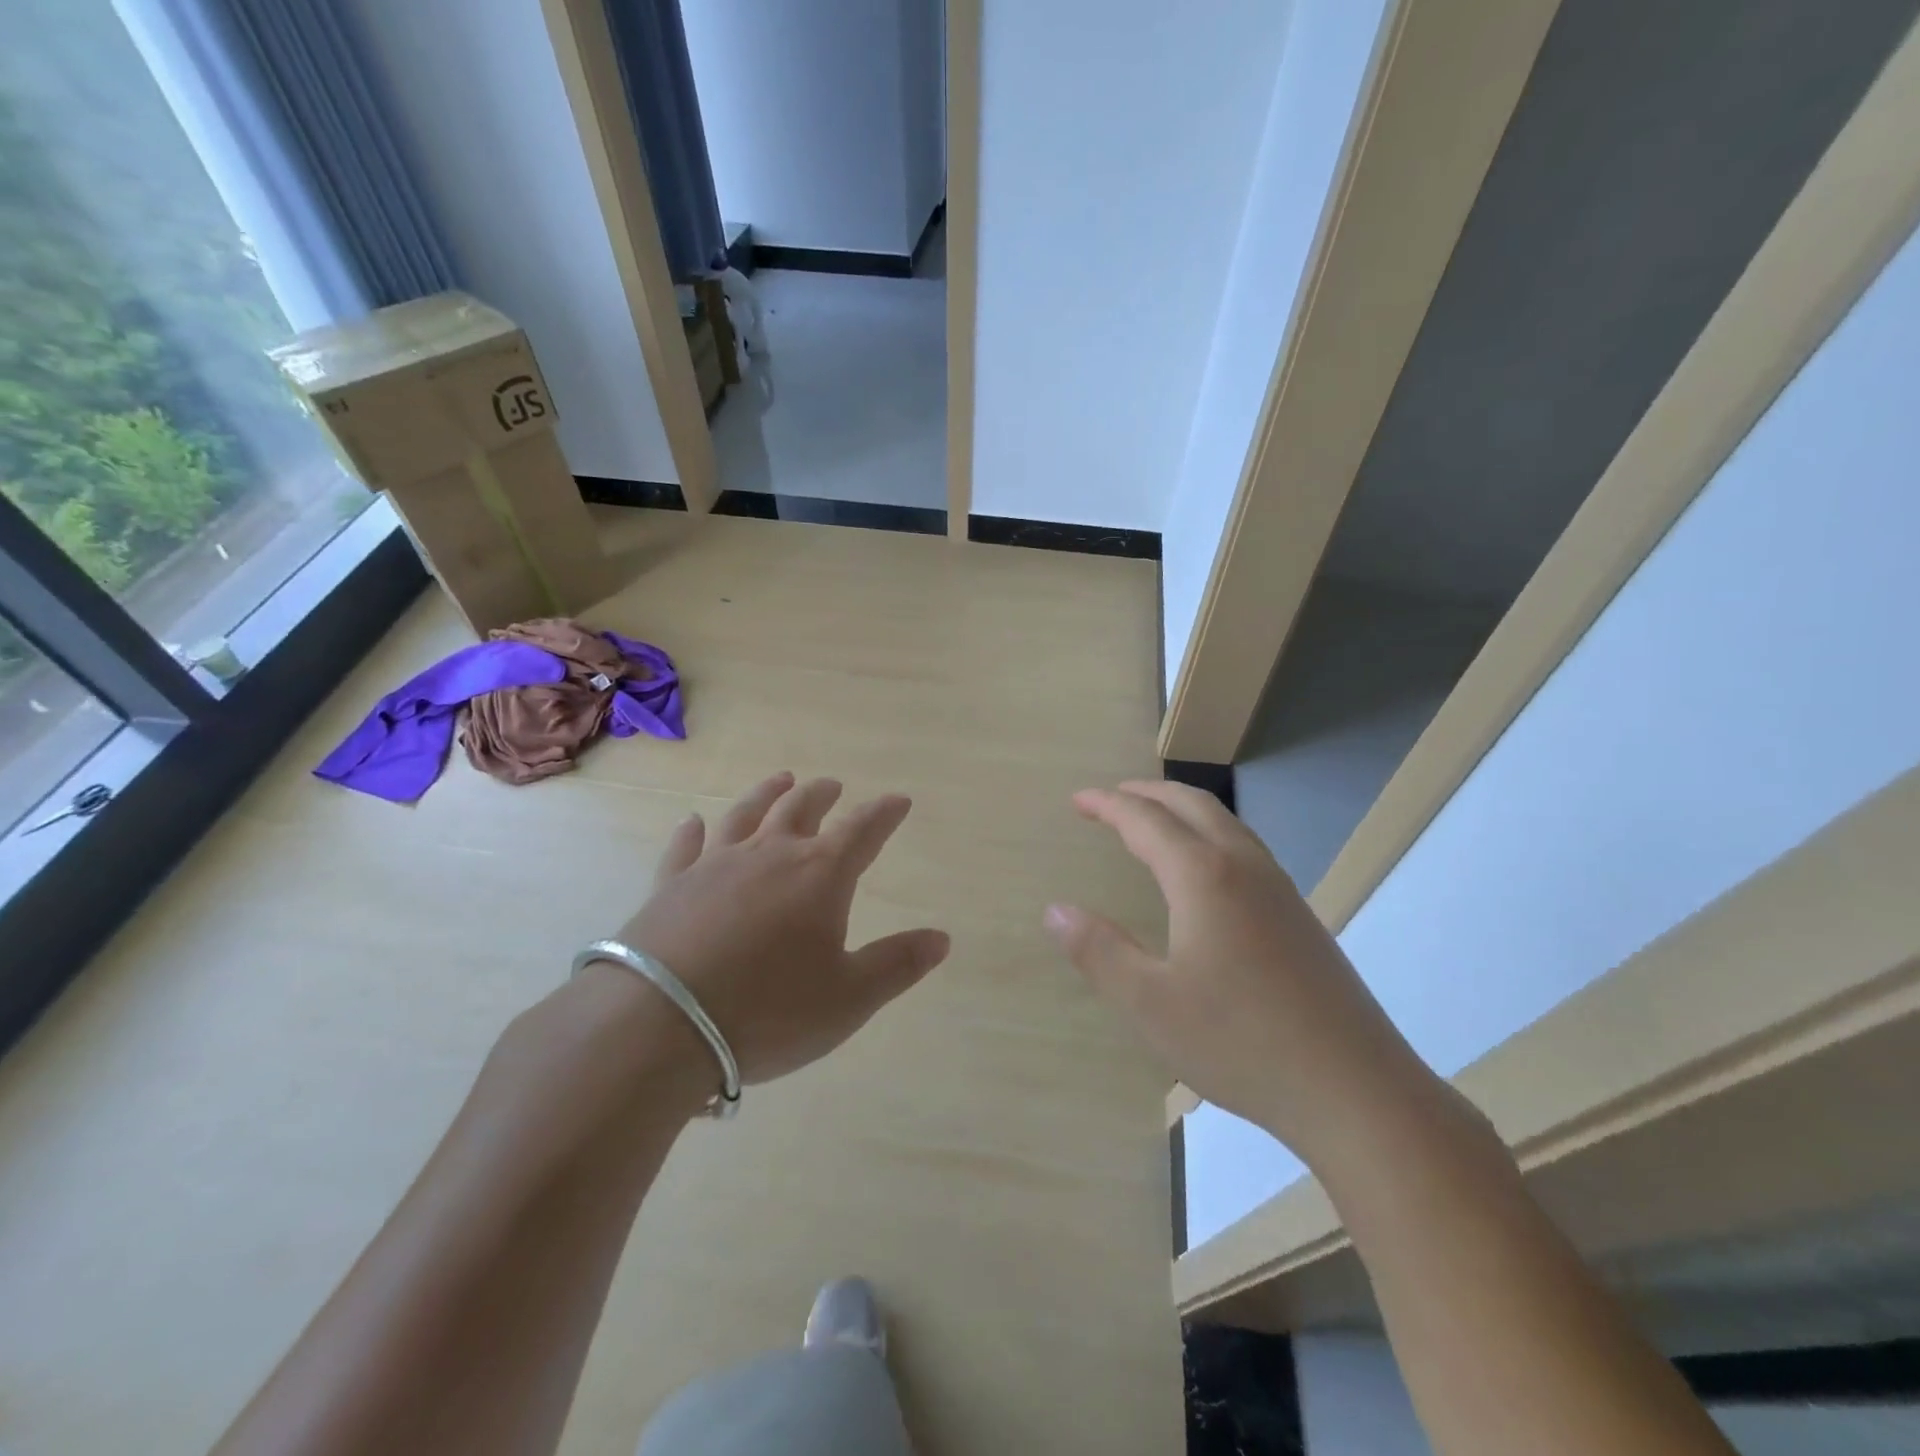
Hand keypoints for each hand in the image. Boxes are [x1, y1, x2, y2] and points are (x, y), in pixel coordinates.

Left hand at [611, 772, 950, 1086]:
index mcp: (820, 875)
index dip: (885, 813)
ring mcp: (715, 865)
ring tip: (782, 780)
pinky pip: (685, 847)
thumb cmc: (769, 1011)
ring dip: (768, 793)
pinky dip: (692, 832)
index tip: (899, 800)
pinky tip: (692, 822)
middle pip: (802, 808)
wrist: (661, 1023)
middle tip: (833, 786)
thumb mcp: (849, 998)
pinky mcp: (671, 885)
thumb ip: (897, 964)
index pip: (863, 830)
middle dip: (823, 794)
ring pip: (747, 814)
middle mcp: (770, 855)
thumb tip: (941, 937)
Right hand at [1044, 780, 1432, 1162]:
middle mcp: (1244, 867)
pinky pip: (1245, 847)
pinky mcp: (1300, 917)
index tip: (1078, 800)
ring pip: (1226, 823)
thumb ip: (1098, 951)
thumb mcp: (1149, 1003)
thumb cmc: (1240, 1042)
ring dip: (1182, 809)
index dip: (1108, 805)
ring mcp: (1280, 890)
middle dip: (1147, 793)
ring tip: (1154, 819)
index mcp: (1204, 876)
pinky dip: (1210, 833)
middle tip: (1111, 796)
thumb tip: (1055, 911)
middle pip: (1192, 805)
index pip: (1146, 821)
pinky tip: (1207, 869)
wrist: (1355, 1089)